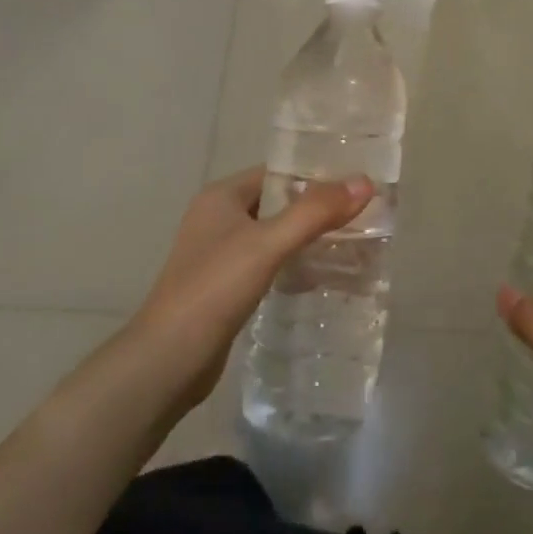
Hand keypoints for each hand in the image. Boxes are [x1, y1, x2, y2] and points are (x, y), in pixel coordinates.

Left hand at [130, 166, 373, 411]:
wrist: (167, 361)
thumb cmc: (214, 289)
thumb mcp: (268, 244)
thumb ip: (315, 212)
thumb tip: (365, 182)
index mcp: (222, 196)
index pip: (277, 172)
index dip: (315, 175)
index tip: (355, 184)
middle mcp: (218, 218)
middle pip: (277, 203)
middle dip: (315, 209)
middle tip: (360, 216)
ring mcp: (219, 254)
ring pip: (273, 235)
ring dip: (306, 238)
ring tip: (350, 244)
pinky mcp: (224, 287)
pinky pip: (267, 264)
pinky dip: (292, 265)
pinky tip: (319, 277)